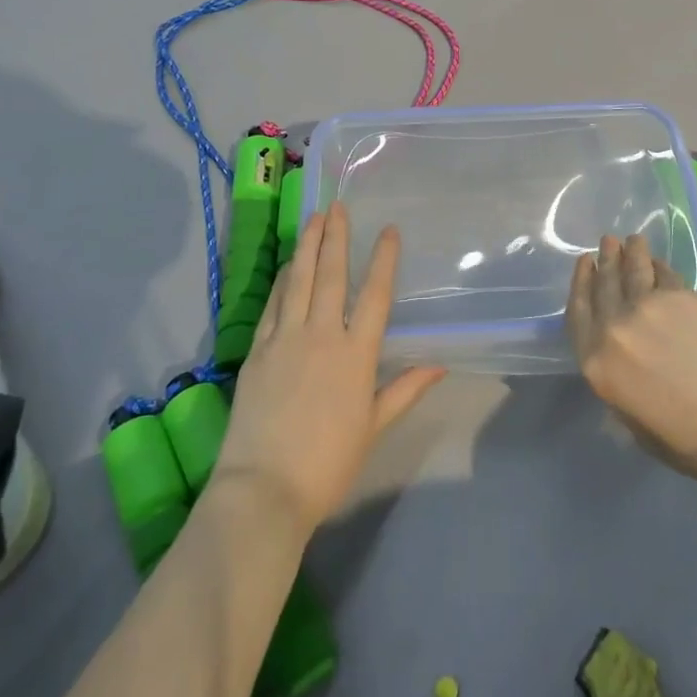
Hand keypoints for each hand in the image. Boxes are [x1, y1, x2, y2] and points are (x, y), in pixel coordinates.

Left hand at [215, 203, 445, 533]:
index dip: (384, 259)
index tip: (389, 231)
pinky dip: (283, 280)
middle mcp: (322, 335)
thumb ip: (404, 390)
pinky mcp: (257, 349)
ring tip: (314, 218)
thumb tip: (438, 365)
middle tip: (338, 206)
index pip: (376, 295)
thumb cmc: (328, 464)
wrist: (263, 489)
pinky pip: (272, 304)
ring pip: (299, 280)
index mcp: (356, 354)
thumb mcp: (373, 428)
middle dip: (337, 237)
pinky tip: (288, 265)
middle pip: (332, 275)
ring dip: (308, 246)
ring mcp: (285, 338)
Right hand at [568, 234, 696, 489]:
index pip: (578, 313)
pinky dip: (658, 265)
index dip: (580, 284)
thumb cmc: (692, 442)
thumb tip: (621, 365)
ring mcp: (646, 307)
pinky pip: (662, 273)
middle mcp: (613, 328)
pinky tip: (657, 262)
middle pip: (603, 285)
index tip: (584, 264)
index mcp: (596, 363)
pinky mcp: (680, 296)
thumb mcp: (636, 425)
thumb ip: (619, 387)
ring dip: (629, 251)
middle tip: (606, 243)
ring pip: (631, 269)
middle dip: (603, 260)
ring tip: (630, 240)